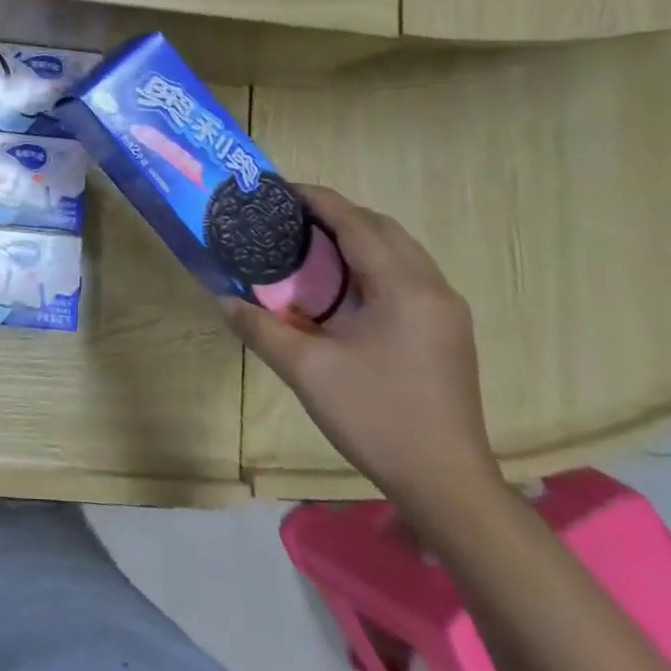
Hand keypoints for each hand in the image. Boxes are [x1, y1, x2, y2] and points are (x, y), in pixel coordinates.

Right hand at [224, 185, 497, 515]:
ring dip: (360, 237)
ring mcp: (446, 310)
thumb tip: (222, 298)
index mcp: (402, 289)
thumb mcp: (305, 370)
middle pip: (384, 229)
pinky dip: (375, 262)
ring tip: (312, 244)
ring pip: (401, 250)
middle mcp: (432, 288)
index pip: (357, 224)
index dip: (319, 200)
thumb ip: (260, 327)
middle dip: (339, 214)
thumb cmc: (374, 417)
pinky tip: (346, 284)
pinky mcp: (448, 331)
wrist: (445, 481)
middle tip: (292, 218)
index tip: (282, 189)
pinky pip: (409, 274)